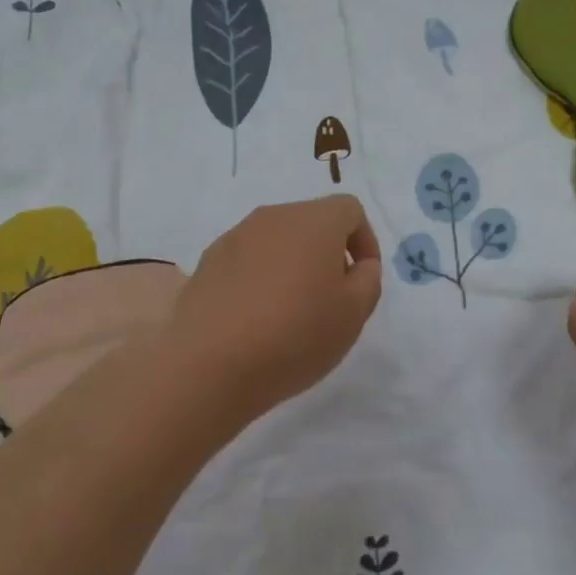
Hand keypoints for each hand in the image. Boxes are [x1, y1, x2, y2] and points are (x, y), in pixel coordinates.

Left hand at [168, 195, 382, 426]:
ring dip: (293, 265)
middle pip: (312, 221)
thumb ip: (368, 279)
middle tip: (331, 299)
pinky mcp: (207, 262)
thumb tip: (358, 265)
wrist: (208, 365)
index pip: (350, 209)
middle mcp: (273, 216)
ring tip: (291, 312)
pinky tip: (255, 318)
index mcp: (314, 220)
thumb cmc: (294, 335)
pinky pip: (247, 260)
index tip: (361, 279)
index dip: (364, 241)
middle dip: (328, 253)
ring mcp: (235, 237)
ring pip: (277, 240)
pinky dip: (260, 278)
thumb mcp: (354, 314)